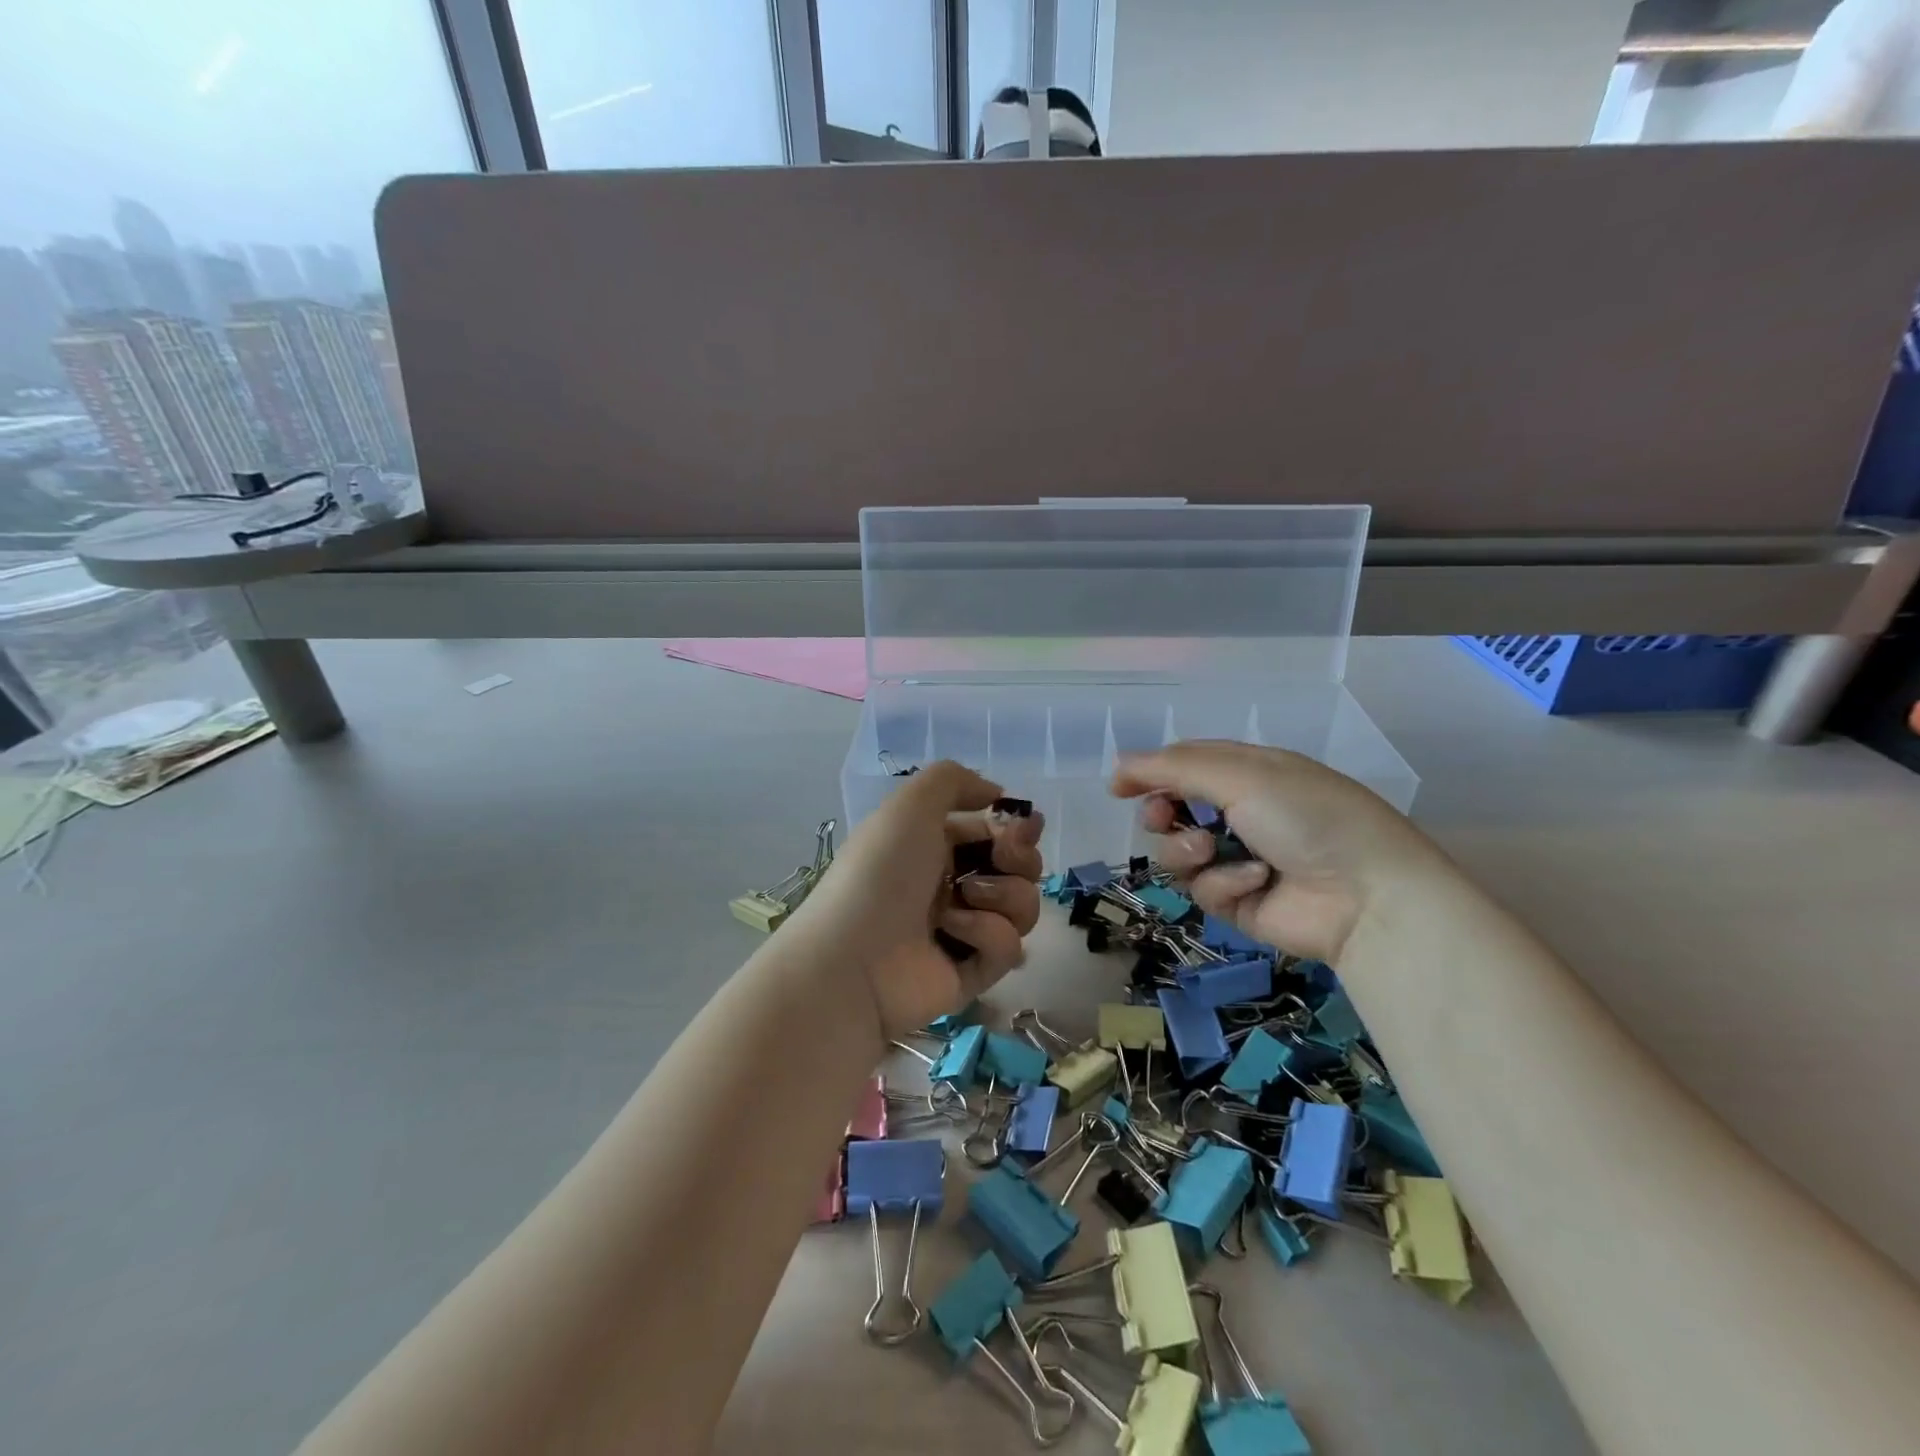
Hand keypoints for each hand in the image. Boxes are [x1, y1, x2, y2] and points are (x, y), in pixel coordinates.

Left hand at [788, 762, 1043, 1038]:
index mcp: (935, 845)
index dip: (1016, 827)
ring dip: (1003, 895)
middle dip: (1020, 858)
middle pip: (1019, 868)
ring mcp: (964, 931)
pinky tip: (953, 934)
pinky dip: (987, 934)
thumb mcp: (911, 804)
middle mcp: (952, 884)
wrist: (854, 956)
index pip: (995, 832)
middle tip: (1002, 858)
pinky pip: (1008, 947)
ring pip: (1022, 905)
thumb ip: (954, 779)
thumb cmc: (881, 871)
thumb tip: (996, 794)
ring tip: (965, 898)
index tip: (1026, 826)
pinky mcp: (973, 972)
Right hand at [1111, 741, 1447, 963]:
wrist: (1366, 895)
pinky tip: (1256, 881)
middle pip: (1173, 811)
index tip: (1119, 787)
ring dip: (1188, 850)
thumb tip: (1119, 764)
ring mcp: (1239, 859)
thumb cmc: (1306, 815)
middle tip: (1164, 818)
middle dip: (1162, 815)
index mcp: (1249, 773)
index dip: (1150, 773)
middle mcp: (1242, 813)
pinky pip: (1204, 889)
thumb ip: (1173, 768)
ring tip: (1212, 851)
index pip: (1186, 765)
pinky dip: (1224, 882)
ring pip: (1179, 853)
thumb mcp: (1240, 775)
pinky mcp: (1240, 903)